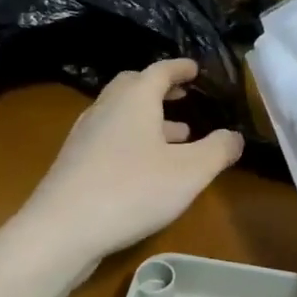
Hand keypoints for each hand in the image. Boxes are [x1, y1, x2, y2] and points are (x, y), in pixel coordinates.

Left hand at [23, 59, 243, 263]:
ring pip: (120, 113)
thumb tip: (235, 136)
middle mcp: (106, 108)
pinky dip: (132, 138)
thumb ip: (218, 150)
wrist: (61, 229)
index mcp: (135, 99)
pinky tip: (145, 166)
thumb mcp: (190, 172)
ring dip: (148, 117)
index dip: (181, 68)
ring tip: (177, 135)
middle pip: (133, 86)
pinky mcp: (74, 161)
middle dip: (160, 88)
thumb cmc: (132, 190)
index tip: (196, 68)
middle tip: (182, 95)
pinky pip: (110, 136)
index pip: (160, 70)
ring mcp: (85, 134)